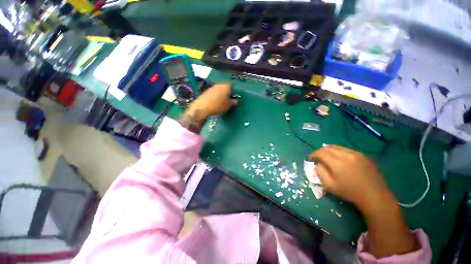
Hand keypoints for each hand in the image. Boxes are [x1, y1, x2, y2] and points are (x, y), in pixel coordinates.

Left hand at [178, 84, 237, 132]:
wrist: (203, 107)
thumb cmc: (219, 105)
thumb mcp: (229, 105)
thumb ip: (233, 102)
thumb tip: (235, 100)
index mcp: (226, 86)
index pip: (232, 86)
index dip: (233, 92)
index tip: (233, 98)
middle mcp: (219, 84)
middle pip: (225, 87)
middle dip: (226, 93)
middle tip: (227, 101)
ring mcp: (212, 87)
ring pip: (219, 90)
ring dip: (220, 95)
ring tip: (220, 103)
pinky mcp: (206, 91)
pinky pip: (213, 93)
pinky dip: (214, 97)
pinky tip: (214, 103)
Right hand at [309, 145, 395, 212]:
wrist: (375, 196)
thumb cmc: (350, 192)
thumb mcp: (330, 186)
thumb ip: (320, 172)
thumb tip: (317, 163)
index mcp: (337, 162)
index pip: (320, 152)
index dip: (313, 154)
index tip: (310, 158)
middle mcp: (346, 154)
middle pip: (328, 147)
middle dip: (320, 151)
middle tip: (318, 158)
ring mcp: (356, 154)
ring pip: (337, 147)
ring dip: (329, 151)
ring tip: (328, 158)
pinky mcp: (363, 155)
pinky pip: (347, 150)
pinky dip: (339, 152)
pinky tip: (342, 161)